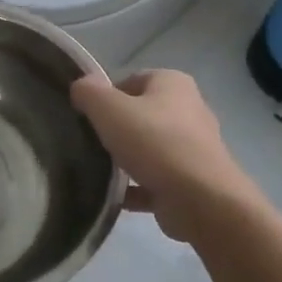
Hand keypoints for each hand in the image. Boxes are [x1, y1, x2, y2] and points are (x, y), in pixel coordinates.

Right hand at [70, 69, 252, 241]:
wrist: (201, 200)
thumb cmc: (155, 143)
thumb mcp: (109, 109)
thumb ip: (89, 93)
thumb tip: (80, 86)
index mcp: (173, 84)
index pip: (131, 80)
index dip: (106, 96)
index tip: (87, 117)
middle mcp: (188, 110)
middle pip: (140, 115)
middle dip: (116, 129)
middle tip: (91, 143)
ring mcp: (193, 148)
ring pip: (149, 149)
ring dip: (126, 160)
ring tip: (99, 171)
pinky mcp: (192, 182)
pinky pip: (155, 180)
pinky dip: (136, 188)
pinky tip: (115, 197)